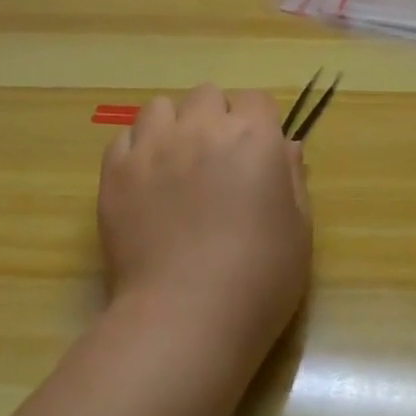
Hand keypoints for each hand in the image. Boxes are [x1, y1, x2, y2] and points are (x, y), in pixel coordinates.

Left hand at [98, 84, 311, 364]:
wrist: (185, 320)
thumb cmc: (258, 280)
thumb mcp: (299, 230)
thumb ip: (293, 178)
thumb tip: (285, 147)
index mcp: (253, 136)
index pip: (255, 100)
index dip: (257, 124)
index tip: (256, 154)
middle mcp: (202, 127)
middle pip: (207, 95)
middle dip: (214, 118)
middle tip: (215, 160)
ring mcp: (154, 146)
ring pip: (161, 107)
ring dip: (172, 126)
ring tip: (174, 164)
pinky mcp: (116, 171)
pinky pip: (124, 138)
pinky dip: (136, 151)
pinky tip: (144, 183)